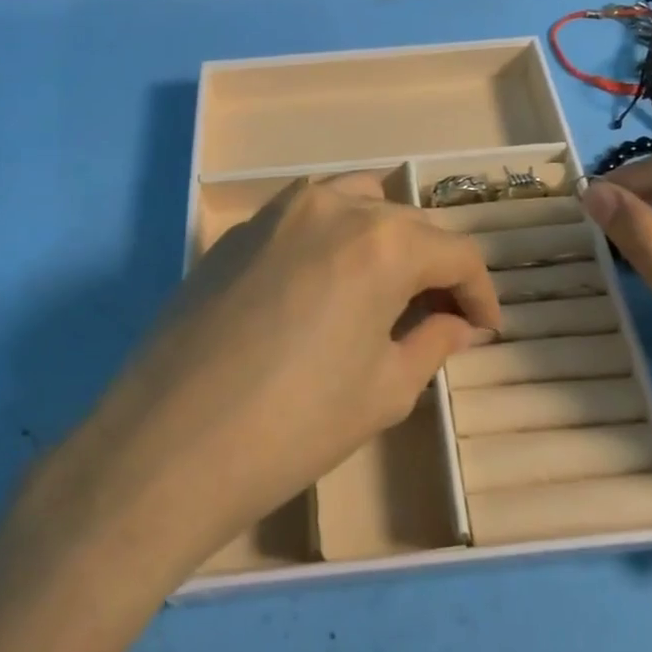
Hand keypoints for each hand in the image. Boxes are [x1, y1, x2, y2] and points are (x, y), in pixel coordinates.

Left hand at [30, 173, 500, 586]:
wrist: (166, 447)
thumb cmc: (293, 426)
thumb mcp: (383, 391)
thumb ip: (432, 343)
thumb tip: (460, 326)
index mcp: (381, 242)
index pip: (456, 254)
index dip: (480, 294)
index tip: (485, 330)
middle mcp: (331, 206)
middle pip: (407, 223)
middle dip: (434, 268)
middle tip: (439, 317)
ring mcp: (276, 213)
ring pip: (354, 204)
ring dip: (384, 239)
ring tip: (386, 291)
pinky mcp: (236, 233)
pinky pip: (305, 218)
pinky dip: (334, 239)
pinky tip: (326, 288)